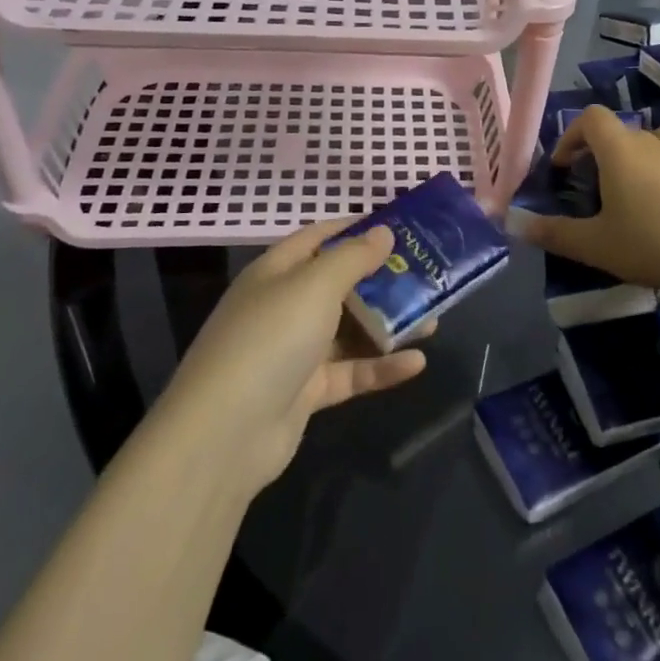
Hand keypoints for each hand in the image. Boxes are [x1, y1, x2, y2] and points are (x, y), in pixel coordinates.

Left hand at [156, 219, 427, 494]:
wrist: (226, 434)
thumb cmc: (271, 339)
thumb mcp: (314, 286)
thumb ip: (353, 257)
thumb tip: (383, 231)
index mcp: (277, 272)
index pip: (320, 238)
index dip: (357, 228)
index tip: (401, 226)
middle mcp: (284, 306)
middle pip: (341, 284)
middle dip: (384, 280)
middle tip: (428, 275)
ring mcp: (295, 351)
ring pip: (350, 330)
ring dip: (390, 324)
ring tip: (434, 319)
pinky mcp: (307, 391)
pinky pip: (351, 371)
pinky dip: (381, 367)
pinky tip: (417, 363)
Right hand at [525, 106, 659, 326]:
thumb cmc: (653, 244)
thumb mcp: (595, 245)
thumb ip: (553, 233)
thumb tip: (514, 225)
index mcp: (620, 150)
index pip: (591, 118)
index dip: (572, 135)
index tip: (564, 166)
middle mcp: (654, 141)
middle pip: (624, 130)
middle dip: (605, 152)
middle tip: (598, 187)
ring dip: (646, 150)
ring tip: (640, 180)